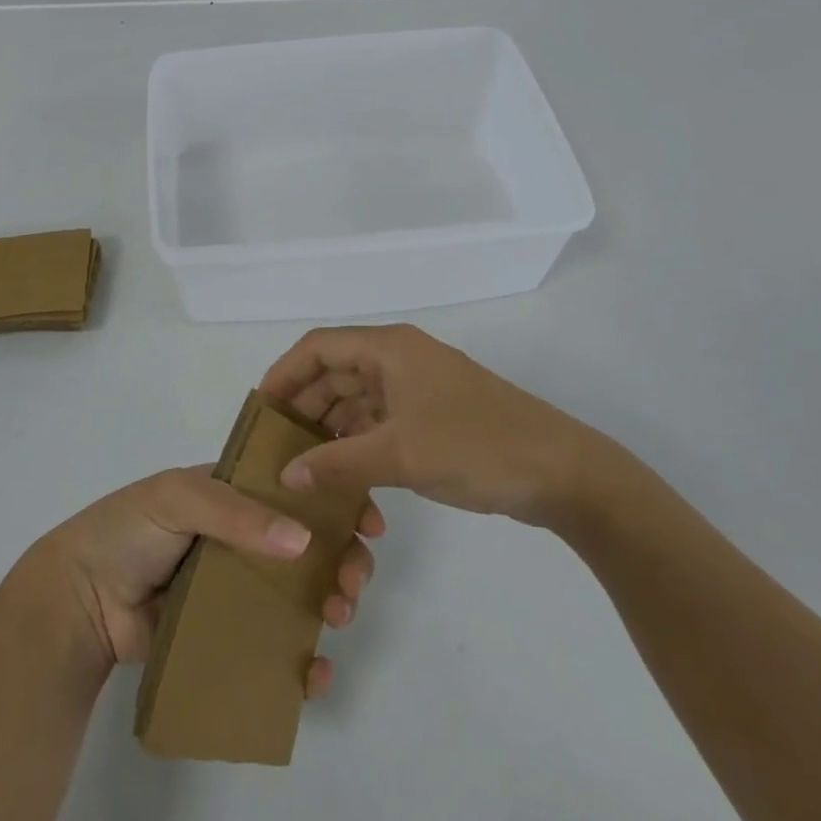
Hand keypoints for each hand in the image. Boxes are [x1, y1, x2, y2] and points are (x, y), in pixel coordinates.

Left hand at [26, 466, 384, 696]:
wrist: (79, 600)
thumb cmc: (129, 529)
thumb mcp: (178, 497)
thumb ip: (236, 512)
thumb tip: (302, 541)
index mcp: (233, 493)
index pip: (293, 488)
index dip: (333, 499)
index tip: (367, 518)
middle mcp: (242, 536)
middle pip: (308, 543)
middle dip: (342, 555)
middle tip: (355, 576)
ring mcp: (237, 587)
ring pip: (300, 593)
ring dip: (332, 601)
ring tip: (339, 614)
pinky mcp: (227, 635)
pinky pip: (275, 647)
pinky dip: (303, 662)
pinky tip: (316, 672)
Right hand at [258, 324, 619, 535]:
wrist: (561, 471)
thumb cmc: (475, 446)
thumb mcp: (399, 455)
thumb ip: (337, 462)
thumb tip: (286, 474)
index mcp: (389, 348)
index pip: (319, 346)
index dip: (284, 373)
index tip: (259, 410)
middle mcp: (400, 358)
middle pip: (336, 371)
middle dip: (305, 403)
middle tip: (275, 443)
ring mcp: (419, 387)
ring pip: (358, 397)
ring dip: (330, 425)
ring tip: (301, 462)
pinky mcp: (434, 414)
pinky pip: (381, 419)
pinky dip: (358, 439)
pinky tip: (343, 471)